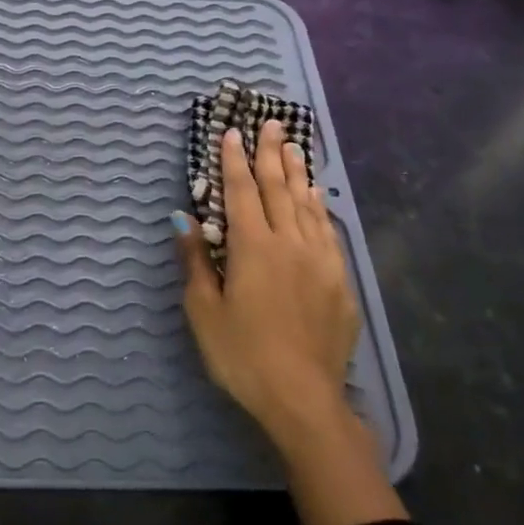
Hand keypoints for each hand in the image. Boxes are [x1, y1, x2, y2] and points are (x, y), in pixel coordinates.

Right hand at [175, 120, 405, 524]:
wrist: (304, 400)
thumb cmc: (242, 355)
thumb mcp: (204, 311)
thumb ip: (195, 260)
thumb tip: (183, 218)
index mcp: (253, 247)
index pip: (242, 191)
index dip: (234, 160)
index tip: (232, 132)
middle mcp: (290, 243)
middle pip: (279, 188)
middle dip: (271, 154)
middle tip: (270, 124)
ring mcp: (320, 261)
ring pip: (307, 205)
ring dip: (297, 173)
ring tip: (293, 147)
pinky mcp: (340, 282)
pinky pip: (328, 232)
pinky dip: (319, 208)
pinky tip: (317, 198)